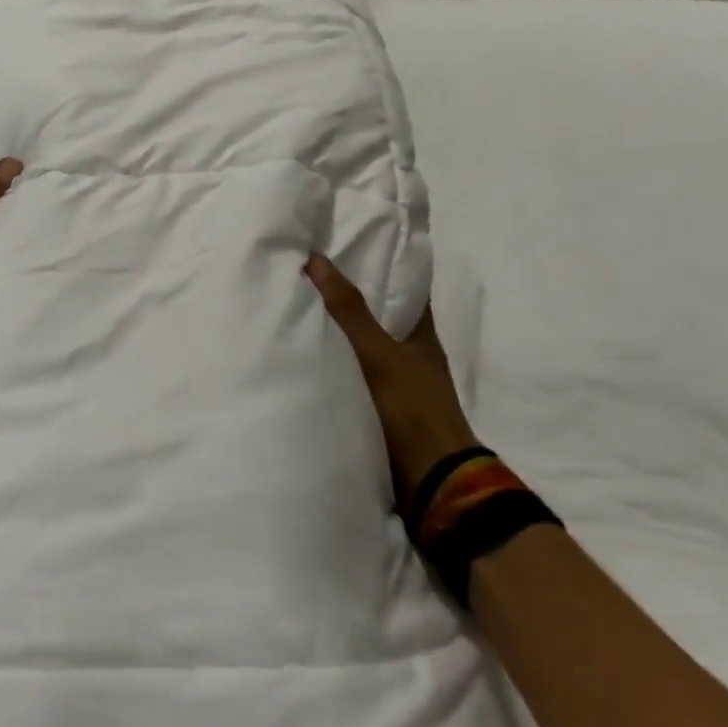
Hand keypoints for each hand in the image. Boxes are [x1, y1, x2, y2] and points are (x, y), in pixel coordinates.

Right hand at [305, 252, 478, 510]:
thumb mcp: (378, 353)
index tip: (347, 245)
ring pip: (361, 346)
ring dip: (336, 332)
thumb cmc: (412, 408)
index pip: (404, 287)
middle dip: (348, 297)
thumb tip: (317, 259)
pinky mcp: (378, 407)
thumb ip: (349, 310)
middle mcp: (409, 353)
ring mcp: (395, 382)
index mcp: (421, 334)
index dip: (381, 265)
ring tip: (295, 306)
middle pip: (378, 316)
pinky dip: (332, 363)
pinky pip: (350, 374)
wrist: (431, 481)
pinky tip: (304, 354)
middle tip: (307, 272)